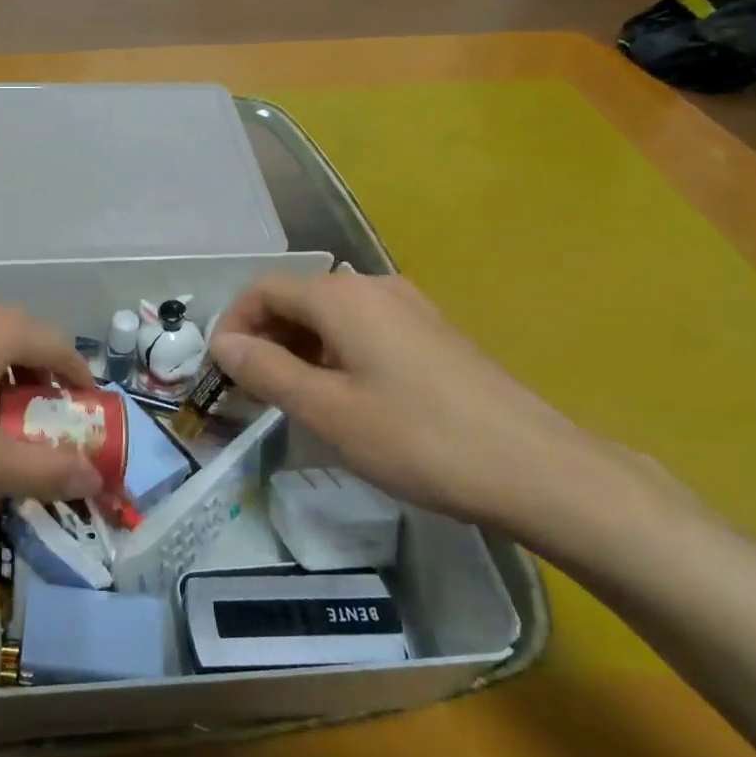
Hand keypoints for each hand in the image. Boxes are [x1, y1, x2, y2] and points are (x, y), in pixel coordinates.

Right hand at [209, 273, 660, 541]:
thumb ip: (266, 370)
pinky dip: (333, 354)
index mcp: (342, 297)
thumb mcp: (326, 410)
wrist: (535, 468)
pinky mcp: (432, 335)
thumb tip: (222, 343)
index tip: (220, 371)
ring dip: (297, 348)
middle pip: (297, 298)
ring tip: (289, 398)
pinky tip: (341, 397)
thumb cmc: (417, 438)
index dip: (233, 324)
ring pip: (330, 317)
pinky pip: (363, 331)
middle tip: (249, 390)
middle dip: (263, 338)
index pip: (264, 289)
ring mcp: (409, 309)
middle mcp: (374, 288)